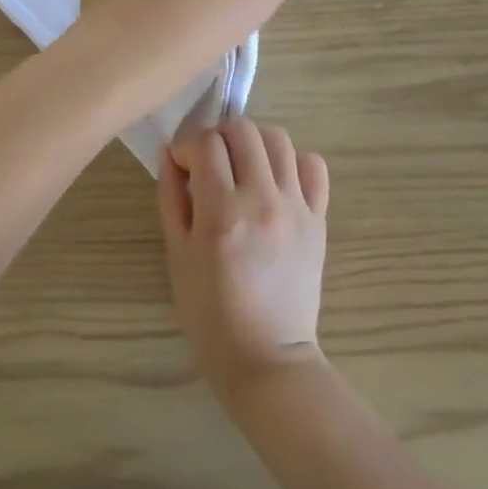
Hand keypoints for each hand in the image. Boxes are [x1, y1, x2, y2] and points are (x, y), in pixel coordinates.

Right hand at [158, 118, 329, 403]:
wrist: (267, 359)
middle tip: (210, 164)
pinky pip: (314, 166)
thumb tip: (168, 154)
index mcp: (222, 212)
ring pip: (279, 139)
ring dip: (254, 144)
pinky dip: (293, 162)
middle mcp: (263, 200)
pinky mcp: (319, 220)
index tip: (183, 168)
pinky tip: (276, 181)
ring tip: (242, 168)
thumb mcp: (176, 255)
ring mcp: (296, 208)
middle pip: (244, 130)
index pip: (206, 143)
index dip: (187, 147)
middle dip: (219, 137)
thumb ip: (171, 197)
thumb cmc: (209, 313)